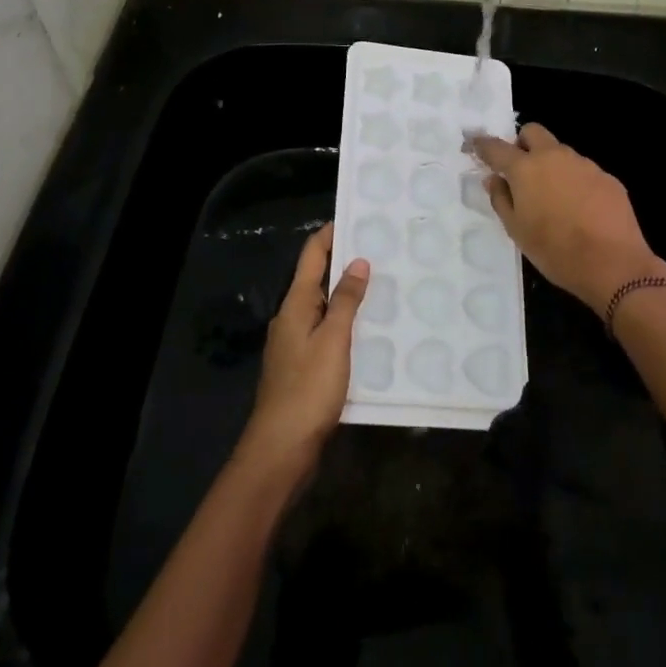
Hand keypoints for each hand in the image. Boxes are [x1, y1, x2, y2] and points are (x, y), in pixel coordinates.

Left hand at [238, 223, 368, 476]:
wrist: (281, 449)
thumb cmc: (308, 389)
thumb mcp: (333, 340)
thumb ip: (346, 300)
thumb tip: (358, 261)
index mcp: (295, 305)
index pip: (312, 255)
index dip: (331, 234)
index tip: (357, 217)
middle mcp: (292, 318)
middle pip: (317, 279)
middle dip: (345, 262)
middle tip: (382, 251)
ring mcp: (296, 344)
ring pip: (324, 307)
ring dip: (348, 294)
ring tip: (384, 285)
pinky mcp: (304, 367)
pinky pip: (328, 332)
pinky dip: (347, 323)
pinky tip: (370, 330)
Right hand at [467, 124, 663, 310]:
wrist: (613, 264)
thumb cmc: (555, 250)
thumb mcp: (517, 230)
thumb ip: (501, 199)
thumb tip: (494, 179)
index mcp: (526, 168)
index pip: (497, 147)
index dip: (483, 145)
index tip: (476, 145)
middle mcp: (554, 157)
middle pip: (533, 132)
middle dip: (522, 144)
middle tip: (521, 171)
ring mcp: (584, 164)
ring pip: (560, 152)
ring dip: (551, 165)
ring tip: (554, 198)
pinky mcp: (607, 177)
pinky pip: (583, 171)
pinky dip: (575, 182)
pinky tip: (580, 209)